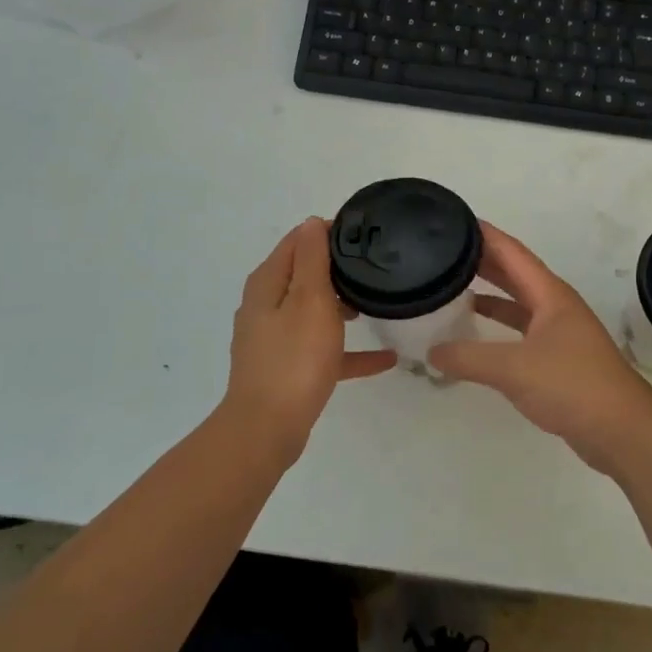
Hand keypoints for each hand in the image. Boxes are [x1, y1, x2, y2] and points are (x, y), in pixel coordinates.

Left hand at [225, 218, 395, 461]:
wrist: (267, 429)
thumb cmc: (294, 357)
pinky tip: (385, 359)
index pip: (297, 242)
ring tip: (380, 303)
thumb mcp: (309, 299)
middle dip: (338, 269)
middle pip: (305, 275)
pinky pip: (323, 351)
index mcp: (268, 284)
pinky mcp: (287, 369)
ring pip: (313, 312)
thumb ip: (312, 259)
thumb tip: (311, 222)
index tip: (363, 234)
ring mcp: (275, 340)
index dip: (327, 232)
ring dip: (342, 306)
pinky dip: (348, 350)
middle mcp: (266, 306)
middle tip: (377, 266)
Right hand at [430, 222, 651, 474]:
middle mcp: (555, 306)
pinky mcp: (558, 359)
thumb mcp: (514, 368)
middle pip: (514, 274)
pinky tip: (476, 335)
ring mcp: (559, 333)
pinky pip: (520, 331)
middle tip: (444, 252)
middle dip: (482, 261)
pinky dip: (498, 328)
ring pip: (517, 303)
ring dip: (489, 294)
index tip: (454, 220)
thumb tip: (432, 351)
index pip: (512, 252)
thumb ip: (469, 358)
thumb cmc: (572, 386)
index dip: (485, 235)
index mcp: (550, 294)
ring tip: (453, 286)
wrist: (622, 432)